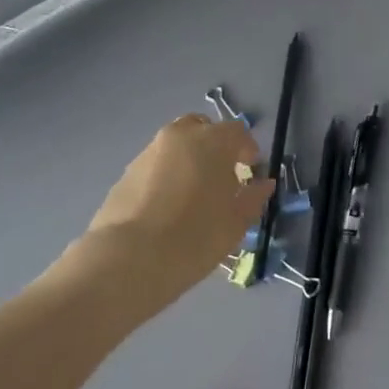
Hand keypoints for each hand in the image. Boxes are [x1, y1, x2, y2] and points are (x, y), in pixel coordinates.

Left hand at [70, 114, 274, 316]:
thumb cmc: (195, 236)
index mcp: (211, 141)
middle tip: (222, 178)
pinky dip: (167, 176)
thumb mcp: (236, 222)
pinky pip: (156, 166)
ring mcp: (148, 152)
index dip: (248, 150)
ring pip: (176, 146)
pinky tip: (168, 208)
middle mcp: (178, 136)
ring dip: (189, 160)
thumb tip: (263, 184)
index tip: (250, 173)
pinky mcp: (126, 173)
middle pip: (202, 129)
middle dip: (215, 146)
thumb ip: (253, 197)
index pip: (238, 132)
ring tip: (193, 196)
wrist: (129, 259)